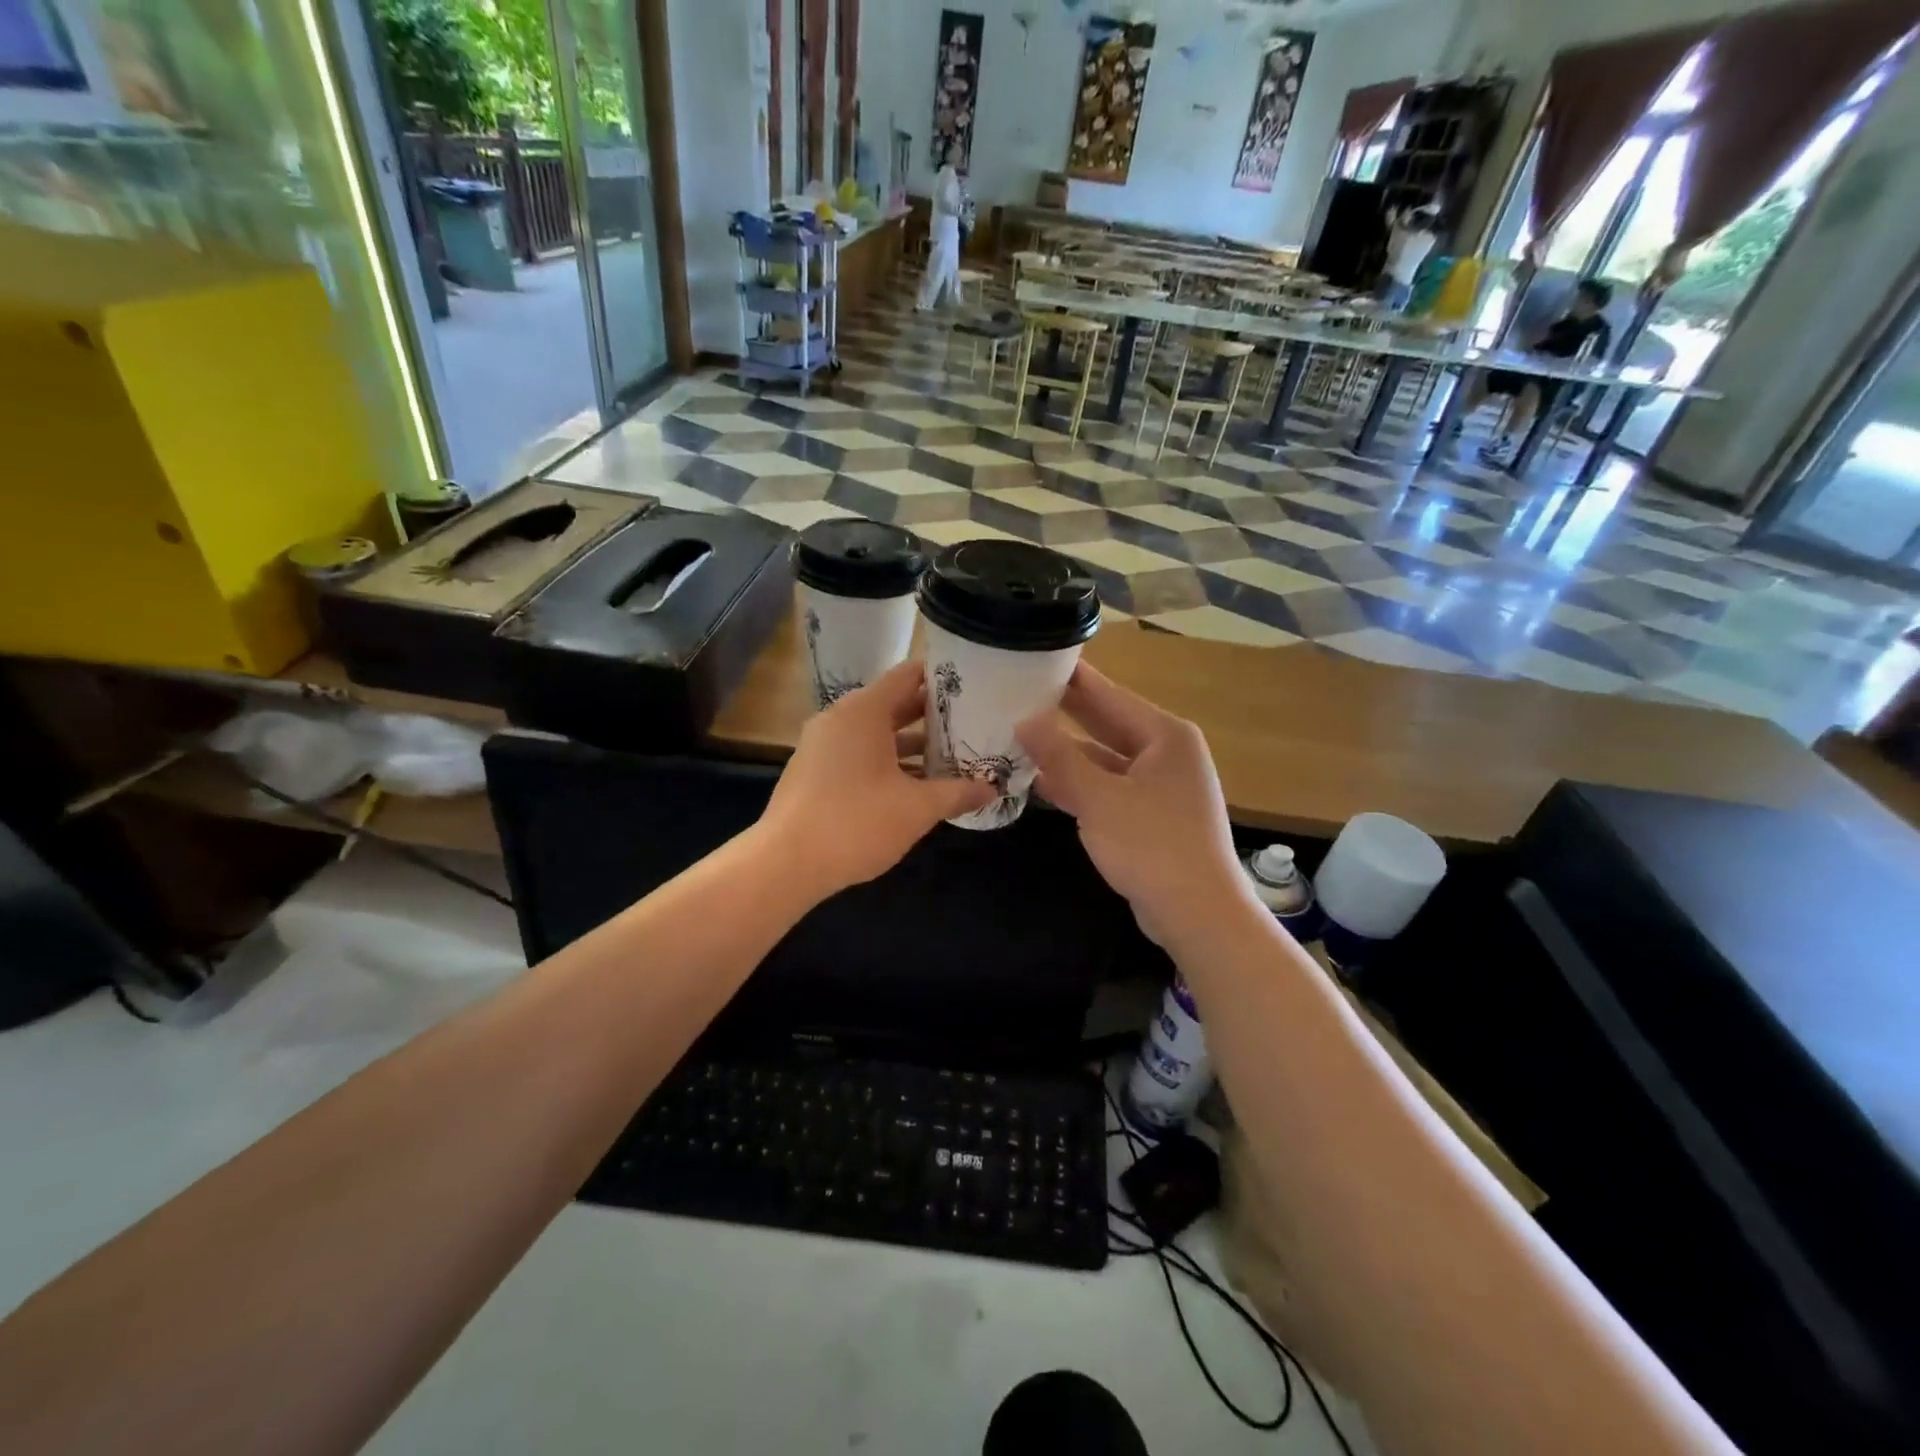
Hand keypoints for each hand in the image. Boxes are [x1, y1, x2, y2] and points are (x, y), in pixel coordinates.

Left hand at [762, 660, 994, 898]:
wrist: (786, 863)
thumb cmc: (856, 822)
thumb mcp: (917, 808)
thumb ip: (957, 793)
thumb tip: (992, 790)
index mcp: (864, 711)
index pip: (909, 675)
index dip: (943, 677)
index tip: (975, 685)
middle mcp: (841, 718)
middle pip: (894, 703)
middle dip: (933, 715)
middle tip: (973, 722)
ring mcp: (823, 744)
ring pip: (876, 733)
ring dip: (911, 743)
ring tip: (953, 754)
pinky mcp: (815, 771)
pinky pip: (859, 753)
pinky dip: (888, 760)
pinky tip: (916, 784)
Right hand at [1017, 664, 1253, 949]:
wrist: (1198, 914)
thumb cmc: (1151, 846)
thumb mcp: (1098, 798)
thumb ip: (1059, 756)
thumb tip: (1025, 719)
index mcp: (1165, 736)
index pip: (1109, 694)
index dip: (1071, 677)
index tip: (1037, 656)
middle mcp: (1167, 753)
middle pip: (1108, 723)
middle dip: (1065, 712)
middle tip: (1019, 692)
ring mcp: (1162, 786)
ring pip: (1106, 759)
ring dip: (1068, 753)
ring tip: (1020, 735)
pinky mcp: (1152, 815)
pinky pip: (1110, 787)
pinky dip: (1081, 784)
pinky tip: (1043, 781)